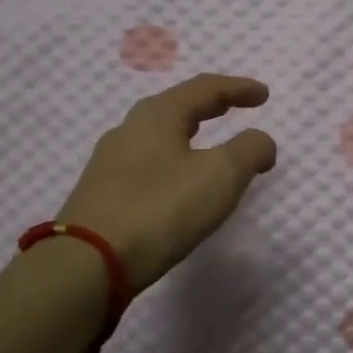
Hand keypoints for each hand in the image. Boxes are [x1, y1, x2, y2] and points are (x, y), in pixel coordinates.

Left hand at [59, 74, 277, 289]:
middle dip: (210, 106)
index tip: (264, 94)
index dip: (238, 88)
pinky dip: (173, 161)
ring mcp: (110, 161)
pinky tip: (177, 183)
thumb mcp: (220, 176)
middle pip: (177, 107)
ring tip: (209, 148)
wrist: (87, 264)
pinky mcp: (101, 193)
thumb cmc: (161, 209)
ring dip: (189, 135)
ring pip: (159, 136)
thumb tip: (260, 141)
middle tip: (236, 108)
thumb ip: (249, 151)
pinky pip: (146, 164)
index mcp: (158, 115)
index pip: (204, 88)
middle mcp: (129, 129)